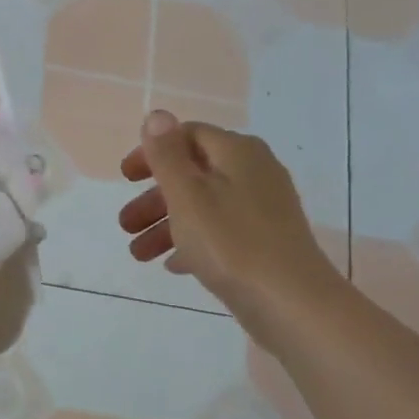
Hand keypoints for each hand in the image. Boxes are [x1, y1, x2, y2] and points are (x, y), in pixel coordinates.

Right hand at [118, 111, 340, 337]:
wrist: (293, 304)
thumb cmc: (232, 243)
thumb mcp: (188, 195)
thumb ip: (167, 155)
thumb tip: (158, 114)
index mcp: (237, 152)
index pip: (187, 135)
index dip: (152, 152)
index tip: (125, 179)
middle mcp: (254, 172)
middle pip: (193, 174)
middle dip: (154, 199)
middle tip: (125, 224)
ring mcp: (263, 208)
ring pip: (204, 207)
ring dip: (166, 226)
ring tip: (139, 255)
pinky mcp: (266, 241)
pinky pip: (221, 232)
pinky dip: (193, 242)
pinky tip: (173, 265)